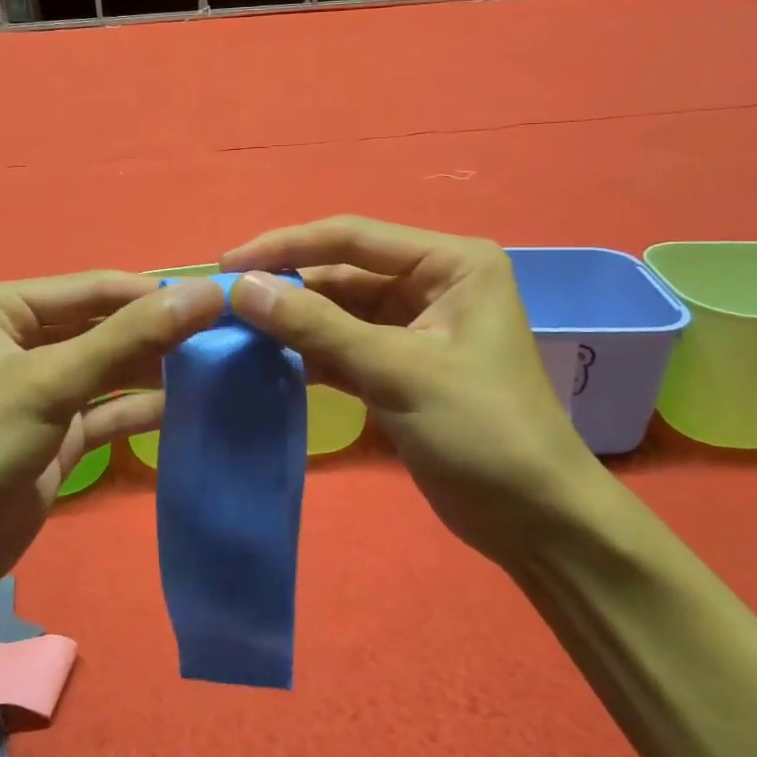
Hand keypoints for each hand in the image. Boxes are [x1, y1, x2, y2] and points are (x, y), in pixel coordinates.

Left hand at [0, 272, 226, 616]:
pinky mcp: (59, 433)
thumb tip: (205, 295)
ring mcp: (44, 390)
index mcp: (6, 308)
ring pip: (113, 369)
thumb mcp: (50, 383)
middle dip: (161, 333)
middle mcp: (25, 340)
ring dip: (158, 371)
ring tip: (219, 370)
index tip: (220, 302)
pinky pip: (111, 410)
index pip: (96, 287)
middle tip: (227, 339)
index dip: (156, 294)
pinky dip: (144, 410)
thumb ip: (129, 338)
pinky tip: (190, 408)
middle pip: (107, 326)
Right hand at [223, 216, 603, 558]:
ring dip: (292, 322)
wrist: (534, 519)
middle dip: (286, 287)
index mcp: (449, 262)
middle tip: (222, 304)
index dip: (286, 246)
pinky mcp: (400, 366)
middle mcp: (432, 283)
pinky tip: (265, 360)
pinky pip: (344, 346)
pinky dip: (308, 353)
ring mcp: (415, 326)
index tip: (228, 265)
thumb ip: (317, 326)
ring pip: (338, 312)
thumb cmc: (481, 430)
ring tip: (233, 331)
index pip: (352, 237)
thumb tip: (244, 288)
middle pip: (342, 272)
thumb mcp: (397, 370)